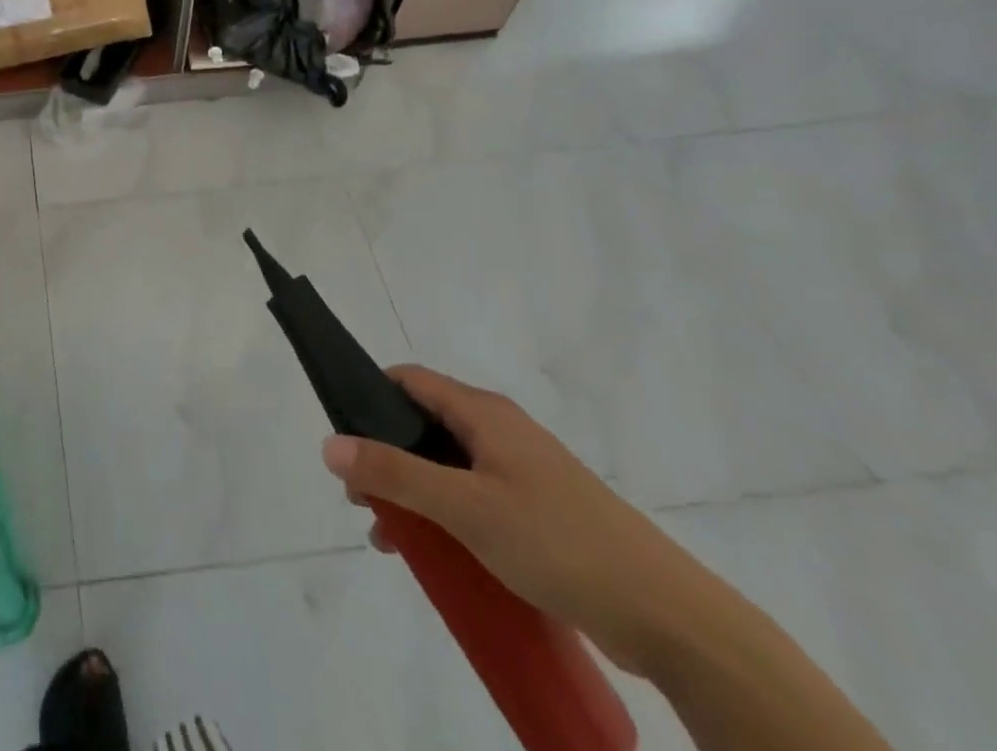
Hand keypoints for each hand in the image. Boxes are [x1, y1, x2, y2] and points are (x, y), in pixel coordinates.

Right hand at [321, 365, 705, 673]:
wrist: (672, 620)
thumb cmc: (559, 543)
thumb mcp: (466, 507)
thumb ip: (395, 474)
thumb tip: (328, 443)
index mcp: (484, 413)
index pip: (409, 380)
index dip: (369, 398)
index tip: (343, 437)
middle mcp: (501, 432)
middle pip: (424, 426)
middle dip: (386, 457)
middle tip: (361, 499)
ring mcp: (524, 474)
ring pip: (448, 469)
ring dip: (413, 495)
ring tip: (391, 538)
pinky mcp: (542, 515)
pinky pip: (476, 501)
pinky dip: (446, 518)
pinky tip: (438, 557)